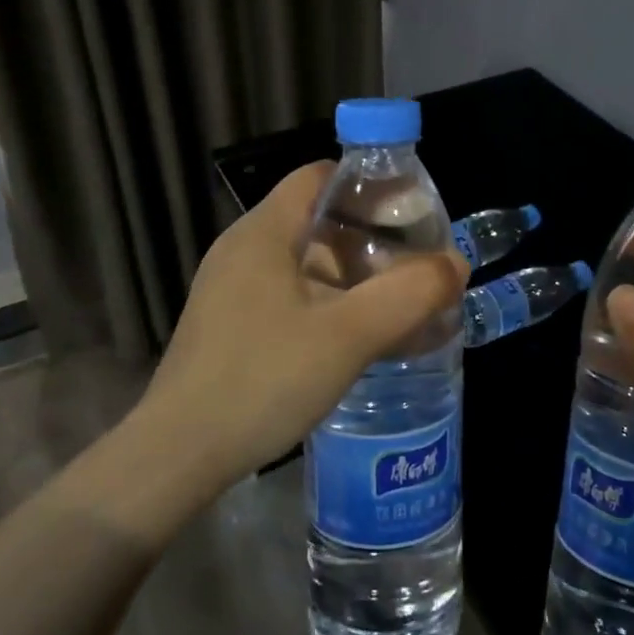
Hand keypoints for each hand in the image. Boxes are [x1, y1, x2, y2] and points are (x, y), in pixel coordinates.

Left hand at [137, 162, 468, 494]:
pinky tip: (358, 338)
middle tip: (416, 262)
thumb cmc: (262, 379)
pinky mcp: (231, 326)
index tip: (412, 212)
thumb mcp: (347, 336)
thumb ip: (408, 295)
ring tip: (398, 301)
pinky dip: (330, 304)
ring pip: (306, 263)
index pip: (319, 177)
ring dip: (353, 276)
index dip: (368, 185)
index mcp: (263, 233)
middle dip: (371, 238)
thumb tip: (456, 264)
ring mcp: (232, 291)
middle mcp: (243, 251)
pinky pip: (291, 297)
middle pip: (317, 221)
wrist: (178, 457)